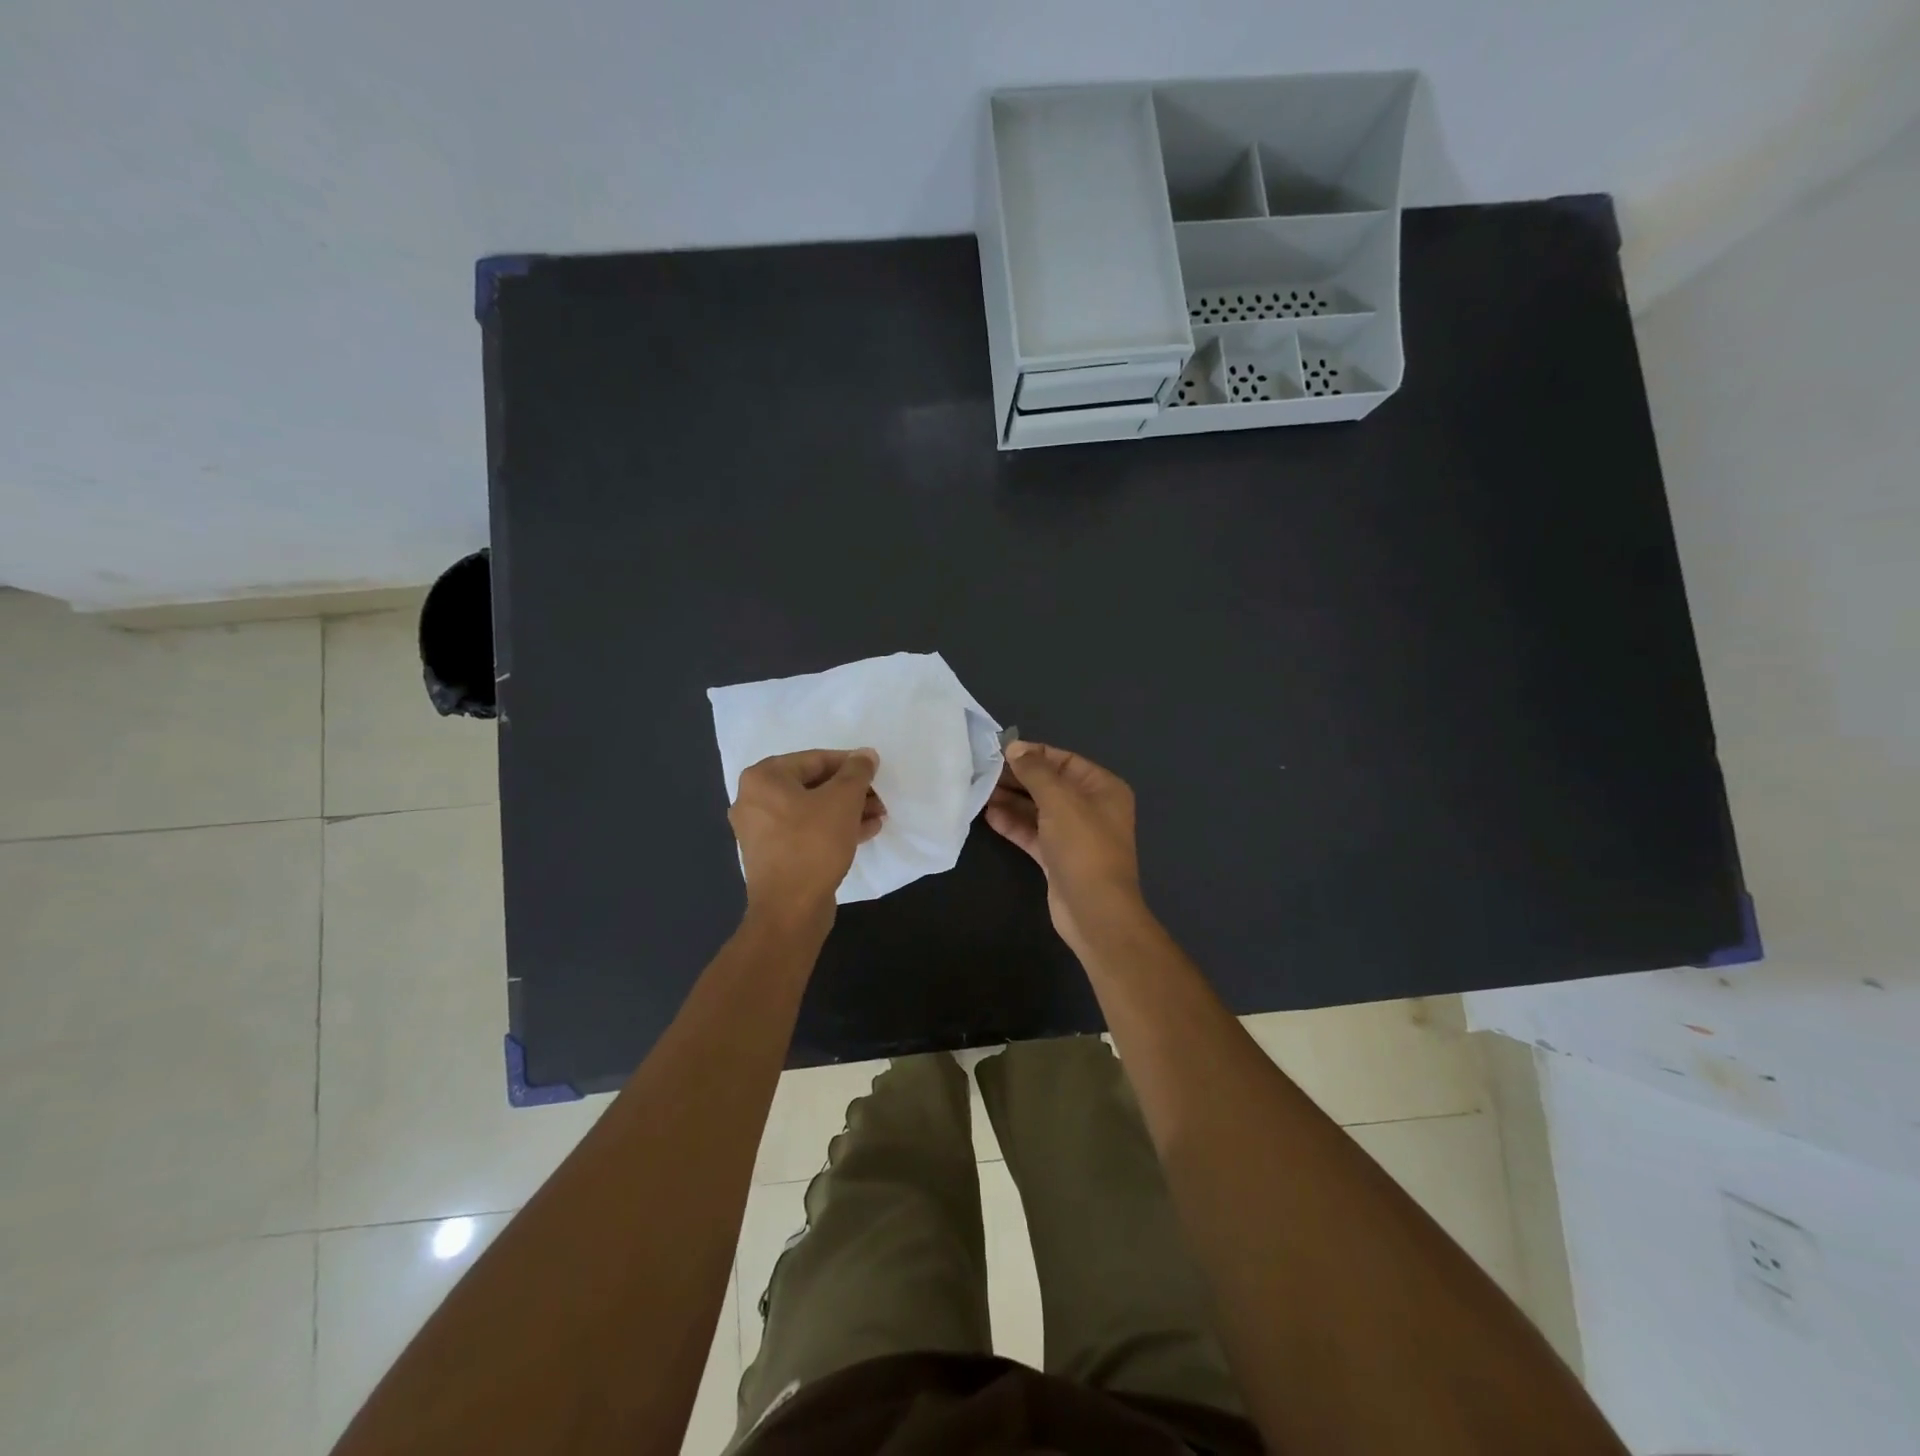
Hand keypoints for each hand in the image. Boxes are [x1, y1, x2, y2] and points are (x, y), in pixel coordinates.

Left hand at [730, 749, 883, 932]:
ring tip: (878, 816)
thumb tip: (866, 754)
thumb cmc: (813, 844)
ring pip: (812, 810)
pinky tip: (865, 832)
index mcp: (763, 778)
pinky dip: (832, 829)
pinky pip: (806, 832)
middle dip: (850, 791)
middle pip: (813, 785)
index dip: (850, 764)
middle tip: (879, 797)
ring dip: (846, 811)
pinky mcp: (773, 855)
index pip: (815, 759)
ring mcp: (761, 830)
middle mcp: (754, 800)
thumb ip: (857, 772)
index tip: (876, 772)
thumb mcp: (842, 800)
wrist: (790, 910)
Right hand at [986, 741, 1143, 948]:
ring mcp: (1074, 835)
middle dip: (1018, 778)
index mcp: (1102, 787)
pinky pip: (1033, 833)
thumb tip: (1014, 747)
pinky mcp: (1057, 857)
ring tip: (980, 791)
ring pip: (1038, 810)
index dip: (1033, 754)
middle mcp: (1091, 807)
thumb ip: (1035, 770)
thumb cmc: (1083, 846)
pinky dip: (1013, 824)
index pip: (1064, 760)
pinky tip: (989, 815)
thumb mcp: (1059, 800)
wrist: (1094, 910)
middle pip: (1049, 784)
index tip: (1000, 752)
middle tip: (983, 772)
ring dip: (1011, 801)